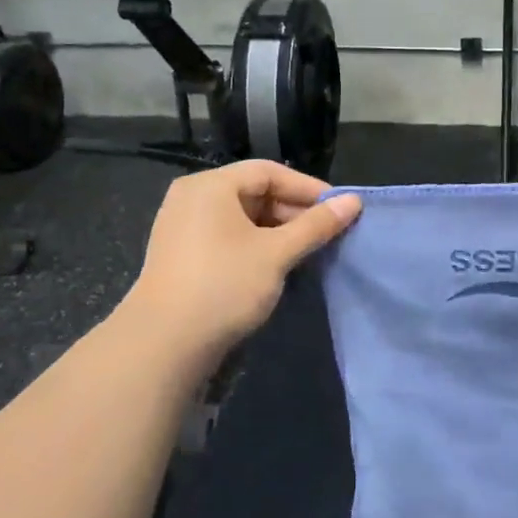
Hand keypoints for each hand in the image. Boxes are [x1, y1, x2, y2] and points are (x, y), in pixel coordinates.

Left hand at [118, 161, 361, 358]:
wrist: (163, 344)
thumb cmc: (224, 285)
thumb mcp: (277, 253)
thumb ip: (316, 225)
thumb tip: (354, 201)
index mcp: (211, 185)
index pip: (269, 172)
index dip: (308, 188)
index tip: (339, 208)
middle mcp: (192, 197)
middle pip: (254, 191)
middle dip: (293, 211)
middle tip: (327, 233)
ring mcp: (182, 226)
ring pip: (242, 216)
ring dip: (277, 230)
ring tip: (308, 250)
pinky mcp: (181, 253)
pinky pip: (227, 235)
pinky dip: (255, 244)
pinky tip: (277, 264)